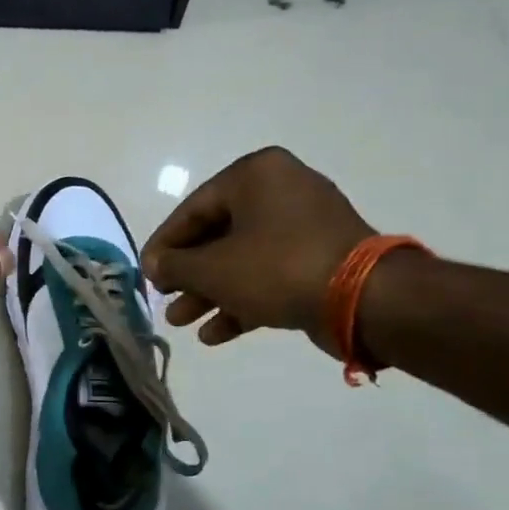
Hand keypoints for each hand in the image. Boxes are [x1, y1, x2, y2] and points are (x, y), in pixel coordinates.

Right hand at [141, 147, 373, 352]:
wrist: (361, 298)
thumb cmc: (275, 268)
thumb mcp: (212, 268)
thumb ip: (174, 265)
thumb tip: (153, 265)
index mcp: (255, 176)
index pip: (192, 209)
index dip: (164, 246)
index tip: (146, 274)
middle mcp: (281, 190)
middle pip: (217, 235)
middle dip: (189, 275)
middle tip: (166, 300)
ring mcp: (305, 225)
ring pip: (242, 259)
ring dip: (210, 292)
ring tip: (182, 322)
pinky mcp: (320, 258)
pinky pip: (269, 274)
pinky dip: (242, 299)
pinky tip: (215, 333)